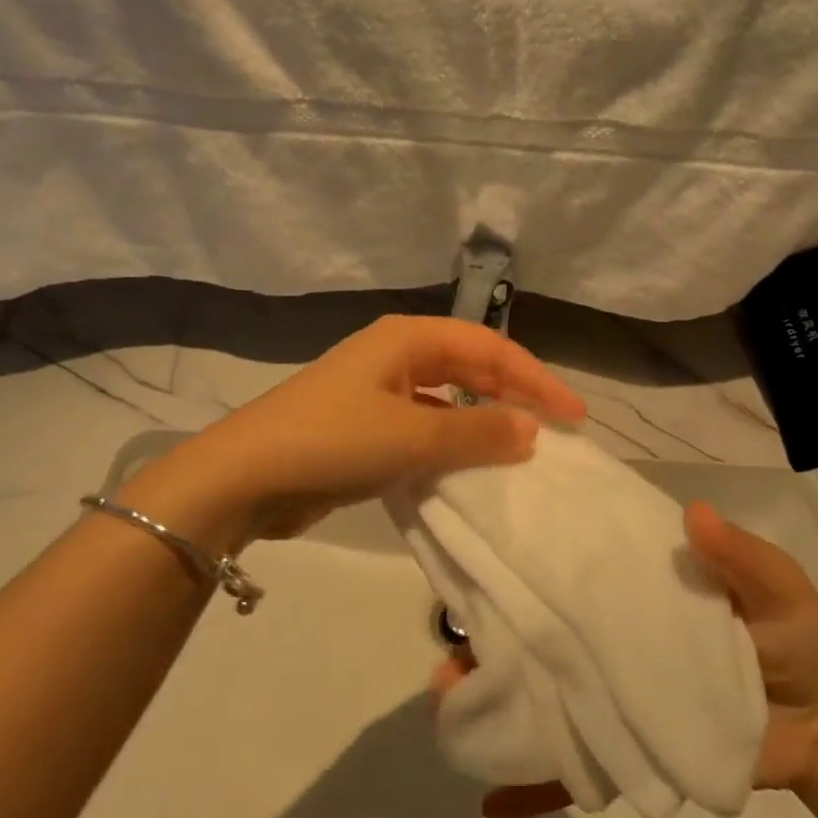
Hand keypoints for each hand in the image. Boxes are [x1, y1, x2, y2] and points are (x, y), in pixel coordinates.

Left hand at [141, 315, 585, 541]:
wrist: (244, 478)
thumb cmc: (333, 440)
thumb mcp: (413, 436)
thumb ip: (478, 431)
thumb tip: (532, 430)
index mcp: (407, 339)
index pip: (489, 348)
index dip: (535, 379)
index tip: (573, 416)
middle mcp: (394, 356)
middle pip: (470, 367)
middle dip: (513, 395)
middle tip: (554, 430)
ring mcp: (376, 391)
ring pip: (447, 399)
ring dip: (482, 421)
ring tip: (520, 449)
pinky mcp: (364, 427)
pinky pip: (423, 427)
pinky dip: (451, 443)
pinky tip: (467, 468)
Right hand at [440, 501, 817, 817]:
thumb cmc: (794, 635)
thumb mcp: (776, 585)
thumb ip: (740, 555)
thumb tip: (695, 514)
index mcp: (633, 585)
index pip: (571, 565)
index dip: (525, 557)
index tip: (477, 550)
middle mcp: (610, 634)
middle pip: (540, 630)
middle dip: (489, 632)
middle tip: (447, 641)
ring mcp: (616, 694)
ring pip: (546, 694)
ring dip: (496, 701)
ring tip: (451, 704)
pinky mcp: (630, 751)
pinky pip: (577, 772)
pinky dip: (533, 788)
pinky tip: (489, 801)